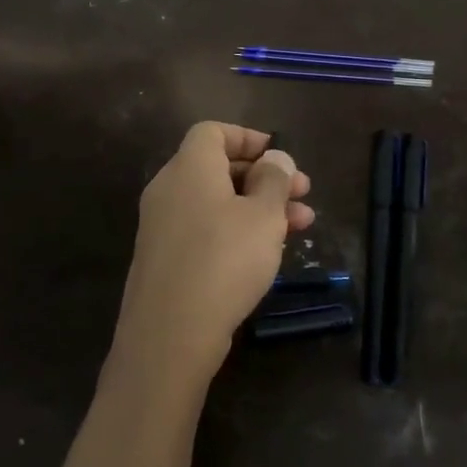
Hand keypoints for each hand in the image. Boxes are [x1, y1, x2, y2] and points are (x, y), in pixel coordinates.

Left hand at [112, 122, 314, 387]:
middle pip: (218, 168)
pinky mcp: (164, 258)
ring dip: (258, 207)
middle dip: (264, 178)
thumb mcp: (263, 216)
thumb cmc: (224, 260)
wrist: (169, 334)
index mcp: (189, 167)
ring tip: (302, 226)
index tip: (280, 157)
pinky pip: (204, 229)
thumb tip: (275, 158)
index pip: (213, 132)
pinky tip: (266, 253)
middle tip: (304, 194)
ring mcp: (163, 225)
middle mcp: (169, 189)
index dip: (249, 138)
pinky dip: (235, 231)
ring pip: (216, 203)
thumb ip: (274, 180)